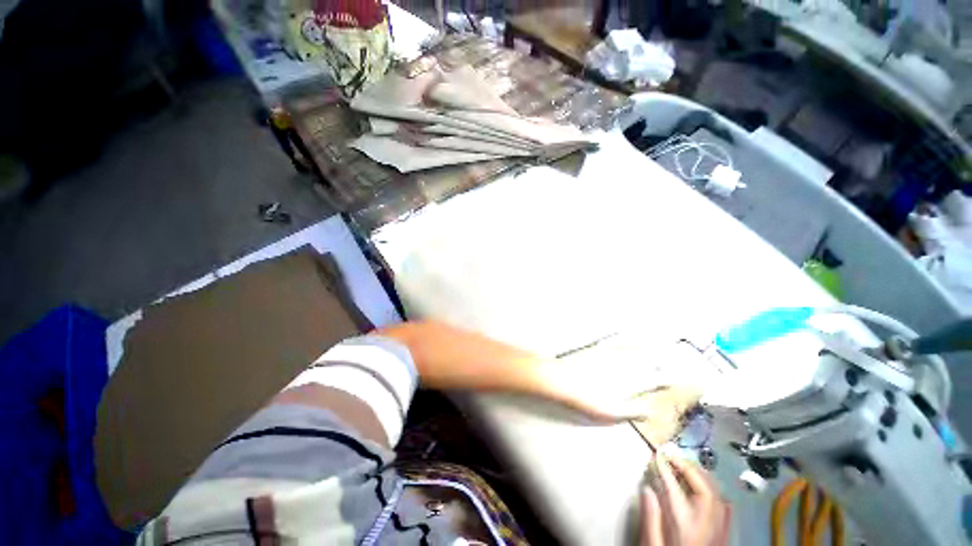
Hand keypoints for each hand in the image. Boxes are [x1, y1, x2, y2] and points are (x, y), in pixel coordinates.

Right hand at [641, 453, 730, 545]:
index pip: (676, 487)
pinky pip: (727, 509)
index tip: (657, 455)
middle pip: (704, 487)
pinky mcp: (725, 537)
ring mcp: (720, 530)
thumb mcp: (653, 545)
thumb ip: (650, 518)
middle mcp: (708, 524)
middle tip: (671, 457)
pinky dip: (716, 493)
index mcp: (687, 525)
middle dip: (688, 467)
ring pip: (717, 495)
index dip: (666, 468)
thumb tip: (647, 488)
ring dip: (701, 476)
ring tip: (685, 467)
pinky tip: (708, 490)